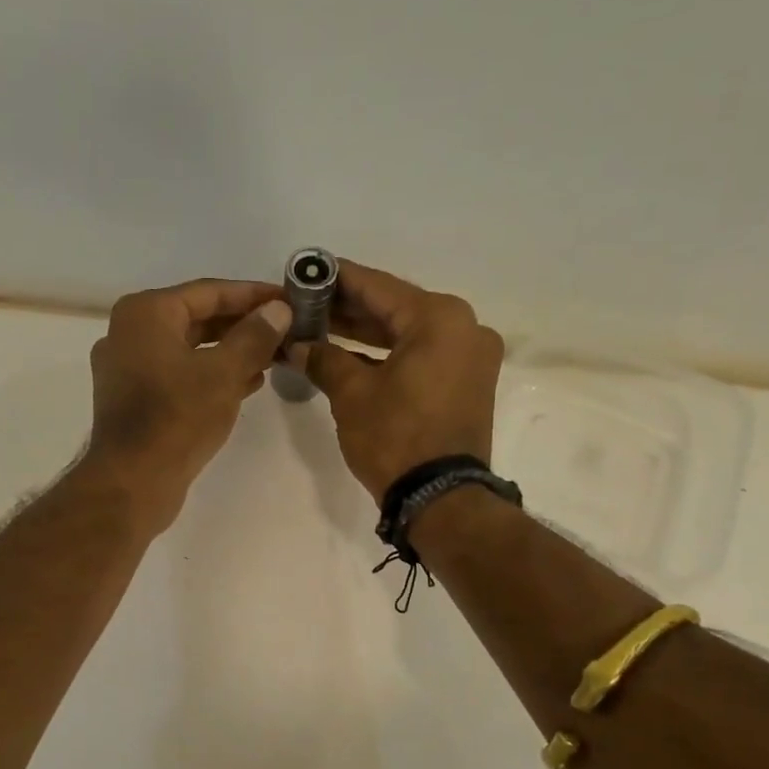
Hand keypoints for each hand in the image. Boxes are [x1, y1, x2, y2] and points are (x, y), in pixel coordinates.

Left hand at [86, 279, 291, 531]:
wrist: (133, 482)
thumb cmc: (177, 419)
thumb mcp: (224, 373)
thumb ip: (254, 336)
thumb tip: (279, 310)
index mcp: (146, 313)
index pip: (209, 291)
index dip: (253, 294)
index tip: (290, 298)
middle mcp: (130, 333)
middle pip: (198, 318)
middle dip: (244, 324)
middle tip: (287, 328)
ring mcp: (129, 368)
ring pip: (191, 348)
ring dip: (232, 351)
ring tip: (275, 356)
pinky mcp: (136, 399)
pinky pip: (181, 374)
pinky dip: (212, 375)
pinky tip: (249, 383)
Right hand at [287, 260, 504, 500]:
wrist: (441, 498)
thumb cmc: (395, 437)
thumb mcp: (351, 394)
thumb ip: (324, 358)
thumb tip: (299, 345)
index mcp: (440, 318)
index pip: (378, 287)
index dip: (337, 279)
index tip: (307, 270)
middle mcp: (464, 328)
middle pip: (395, 308)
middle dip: (348, 309)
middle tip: (306, 303)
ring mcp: (470, 357)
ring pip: (407, 334)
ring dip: (365, 334)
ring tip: (320, 327)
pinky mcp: (466, 383)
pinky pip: (421, 356)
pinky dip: (388, 356)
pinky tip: (349, 355)